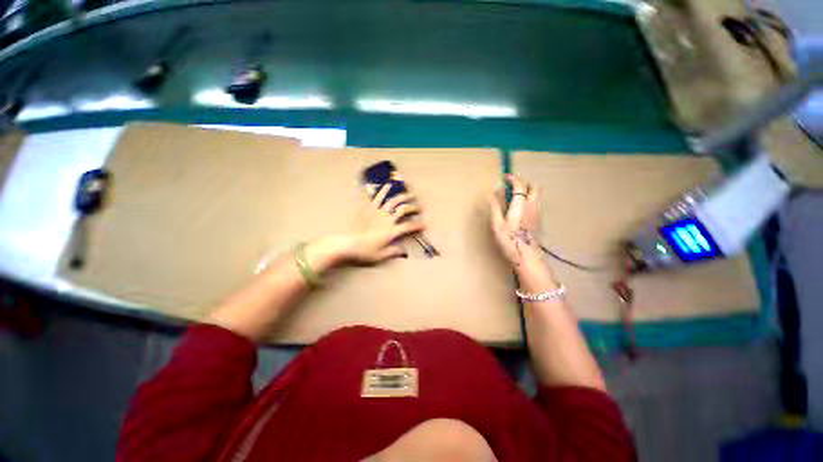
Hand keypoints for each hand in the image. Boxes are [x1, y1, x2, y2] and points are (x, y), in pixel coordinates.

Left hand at [338, 183, 425, 264]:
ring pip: (391, 200)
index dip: (418, 225)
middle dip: (413, 207)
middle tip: (419, 206)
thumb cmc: (364, 251)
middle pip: (403, 209)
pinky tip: (383, 185)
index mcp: (391, 231)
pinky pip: (373, 198)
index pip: (408, 226)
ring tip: (407, 192)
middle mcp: (386, 219)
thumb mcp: (380, 255)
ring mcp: (376, 212)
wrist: (347, 244)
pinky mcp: (366, 209)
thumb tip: (403, 251)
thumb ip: (393, 252)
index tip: (424, 225)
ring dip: (400, 195)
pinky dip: (378, 191)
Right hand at [489, 174, 541, 265]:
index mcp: (521, 204)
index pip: (520, 185)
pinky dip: (529, 200)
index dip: (513, 178)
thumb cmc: (509, 239)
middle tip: (513, 187)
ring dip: (527, 191)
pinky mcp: (538, 220)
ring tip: (515, 197)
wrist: (526, 255)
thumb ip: (495, 207)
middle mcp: (532, 205)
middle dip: (524, 183)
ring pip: (536, 196)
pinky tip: (520, 209)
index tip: (505, 177)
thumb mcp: (497, 223)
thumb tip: (492, 193)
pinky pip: (536, 204)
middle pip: (534, 187)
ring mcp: (537, 213)